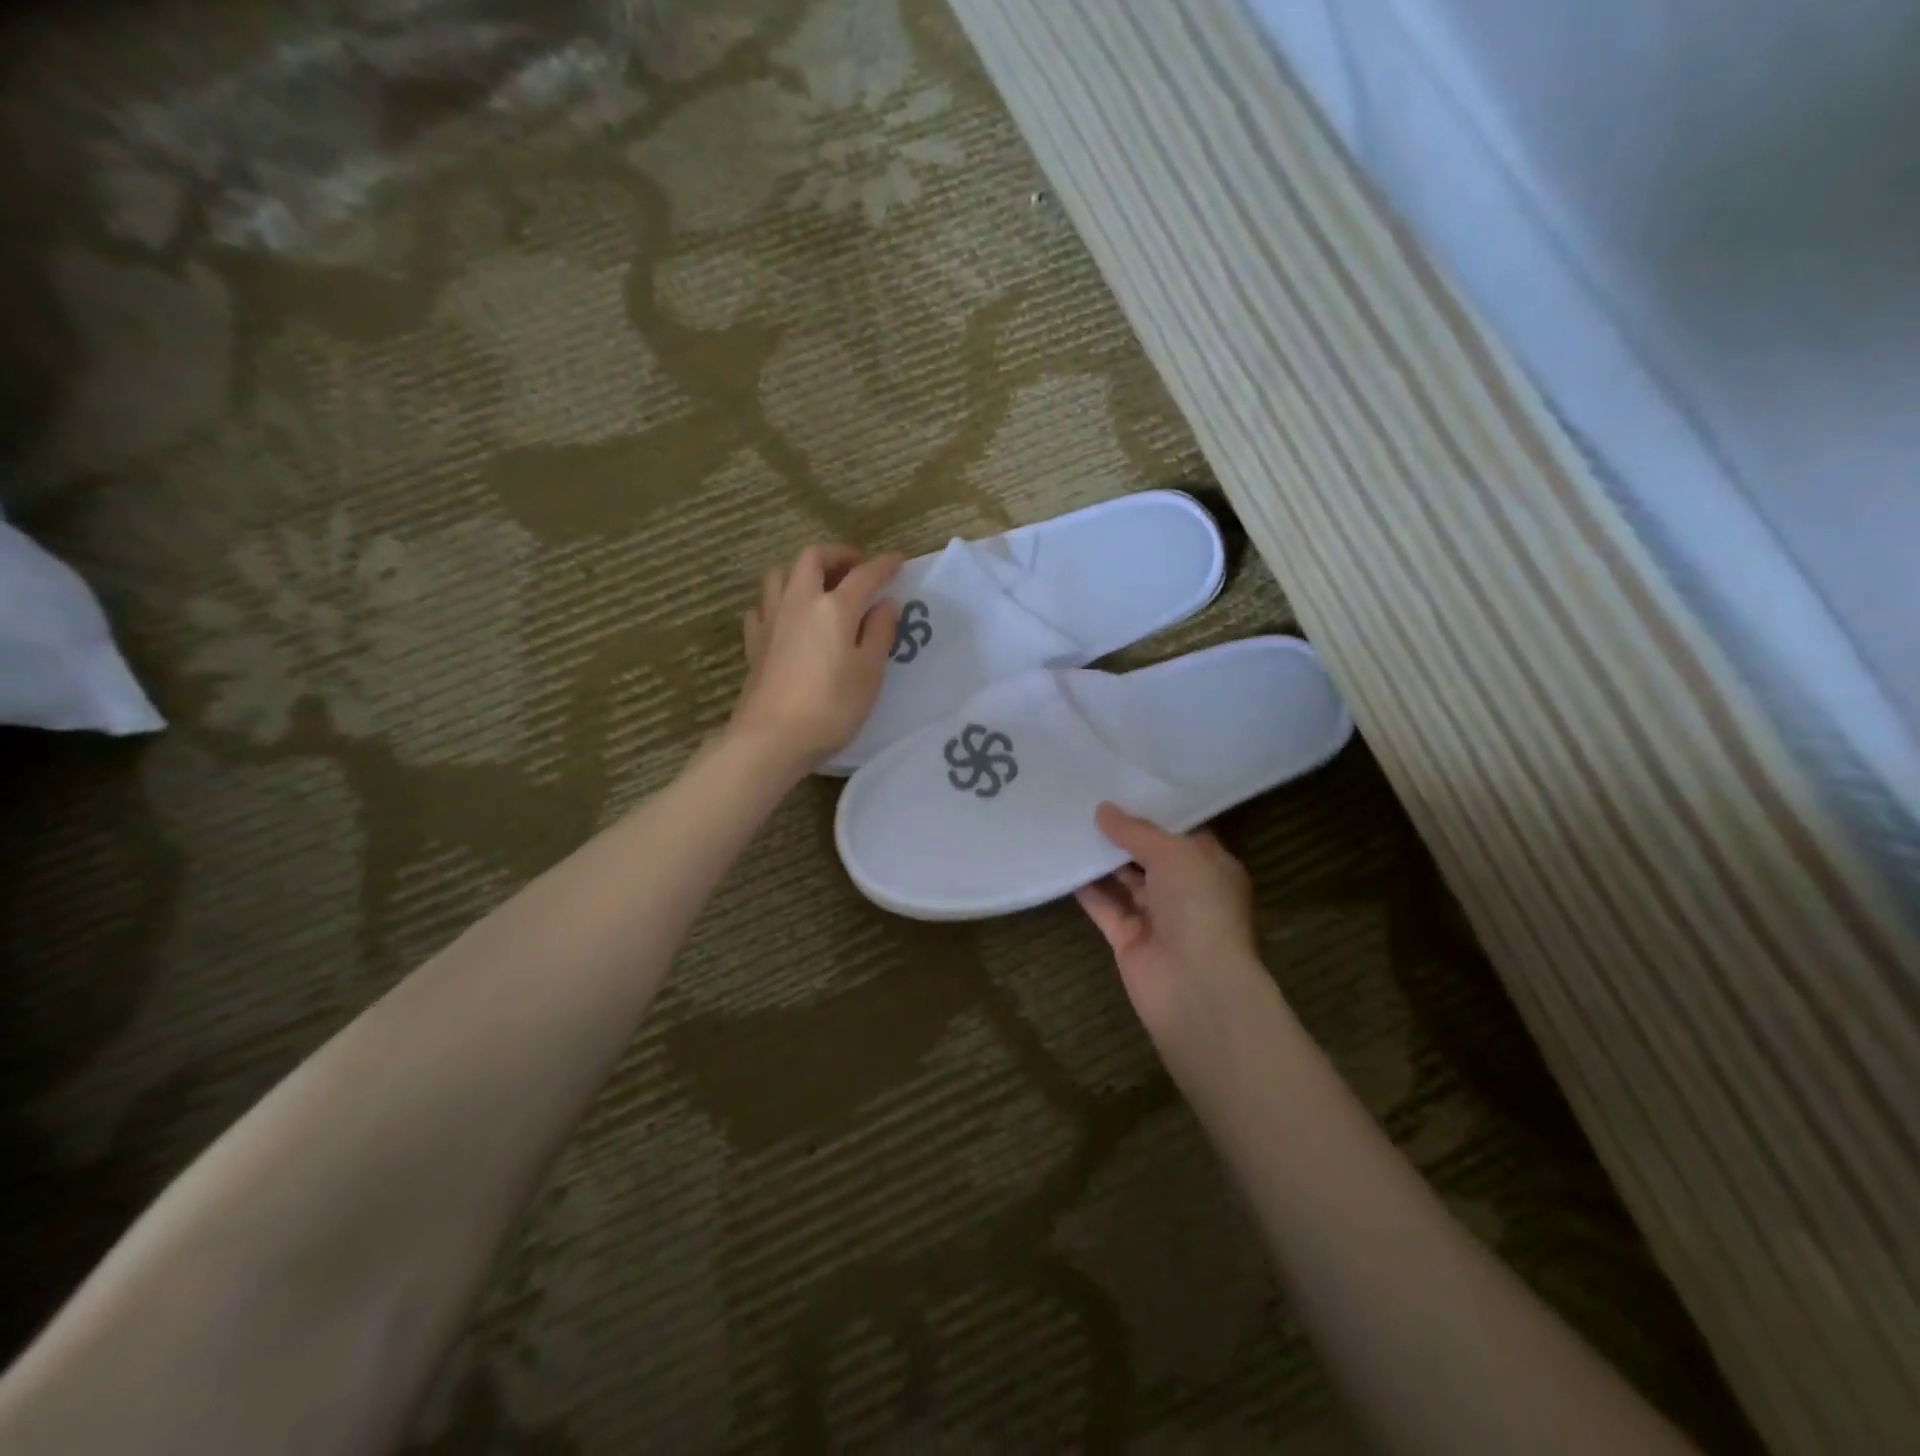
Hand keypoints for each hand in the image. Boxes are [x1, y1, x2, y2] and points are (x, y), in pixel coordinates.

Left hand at [730, 544, 903, 771]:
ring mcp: (771, 620)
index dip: (884, 565)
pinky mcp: (754, 643)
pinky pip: (762, 606)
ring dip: (802, 571)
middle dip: (837, 555)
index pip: (864, 575)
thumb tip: (885, 603)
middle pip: (812, 559)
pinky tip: (787, 617)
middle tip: (856, 567)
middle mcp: (799, 602)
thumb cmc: (831, 707)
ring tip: (820, 586)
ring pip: (780, 574)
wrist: (771, 738)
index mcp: (834, 607)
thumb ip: (879, 633)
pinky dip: (777, 602)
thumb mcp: (869, 673)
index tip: (898, 561)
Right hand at [1076, 803, 1262, 1038]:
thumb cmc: (1199, 907)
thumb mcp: (1173, 854)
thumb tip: (1104, 809)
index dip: (1154, 812)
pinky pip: (1105, 908)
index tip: (1121, 788)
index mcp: (1211, 867)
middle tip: (1086, 802)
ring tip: (1070, 826)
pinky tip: (1064, 863)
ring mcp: (1157, 918)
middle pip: (1149, 857)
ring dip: (1101, 860)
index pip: (1182, 833)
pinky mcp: (1129, 940)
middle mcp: (1186, 892)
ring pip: (1125, 882)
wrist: (1196, 987)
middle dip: (1122, 834)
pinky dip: (1087, 890)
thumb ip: (1136, 831)